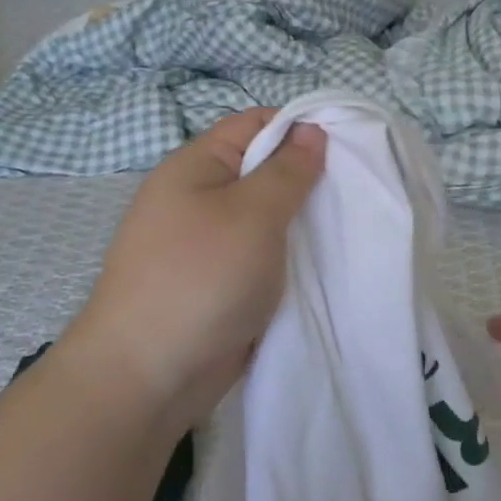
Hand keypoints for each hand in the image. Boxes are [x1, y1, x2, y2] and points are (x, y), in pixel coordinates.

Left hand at [58, 109, 325, 432]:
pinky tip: (323, 264)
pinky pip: (261, 255)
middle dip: (307, 178)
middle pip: (262, 169)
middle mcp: (199, 197)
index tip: (346, 147)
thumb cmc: (201, 278)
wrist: (148, 377)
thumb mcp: (252, 213)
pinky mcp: (218, 282)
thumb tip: (311, 130)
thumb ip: (287, 170)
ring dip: (301, 222)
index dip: (300, 127)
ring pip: (266, 216)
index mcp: (196, 166)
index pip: (255, 123)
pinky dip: (288, 256)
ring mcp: (207, 243)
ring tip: (346, 227)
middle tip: (352, 192)